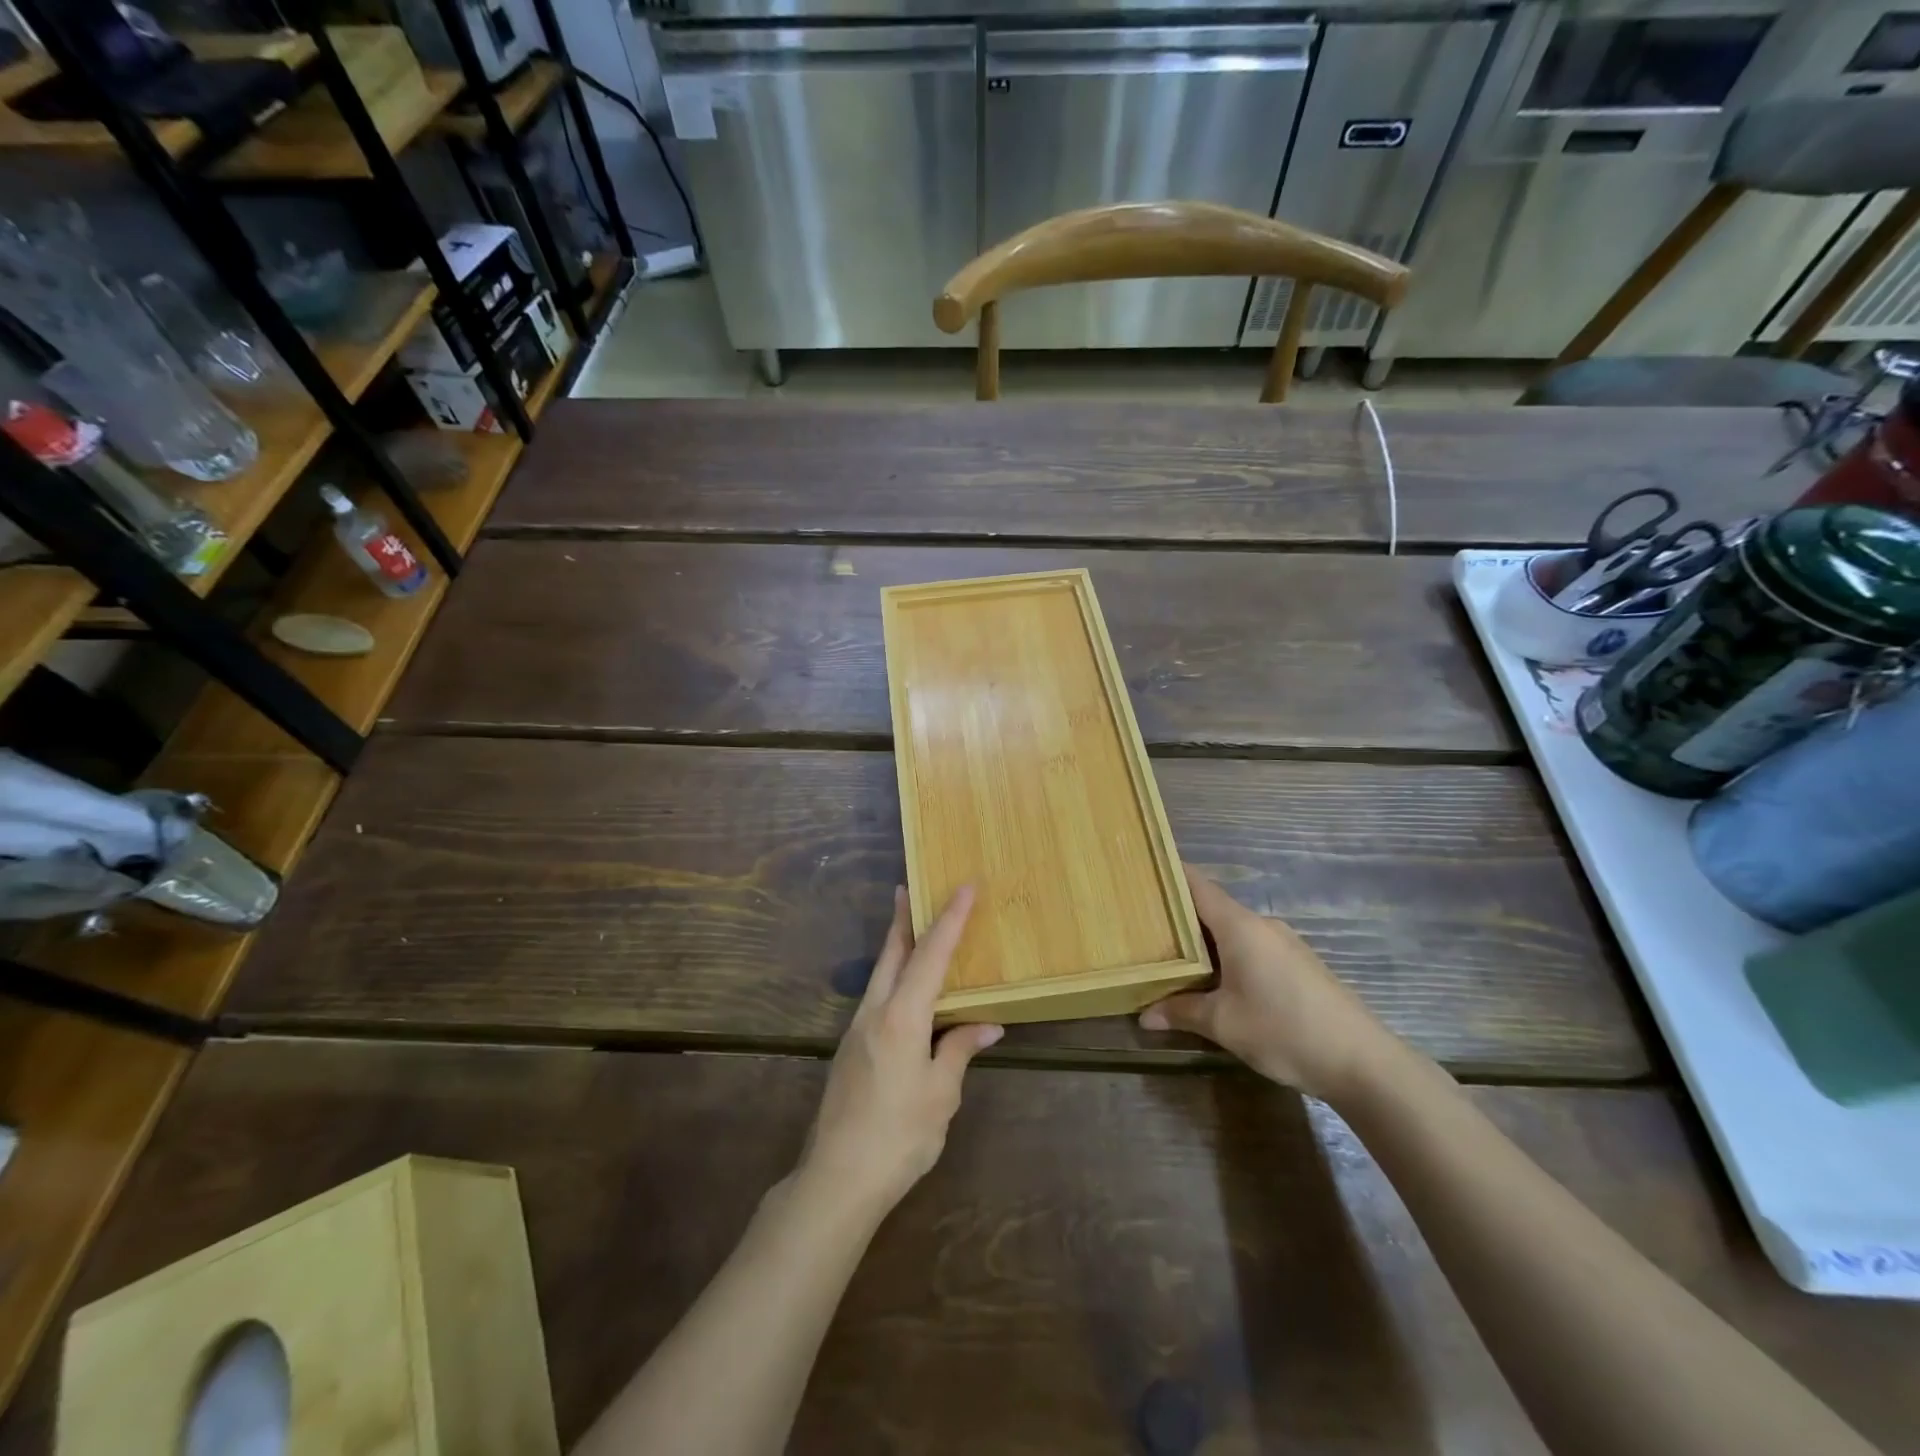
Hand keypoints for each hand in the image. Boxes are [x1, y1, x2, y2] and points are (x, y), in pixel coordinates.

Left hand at [798, 885, 1001, 1215]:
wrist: (837, 1178)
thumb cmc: (899, 1135)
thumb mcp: (941, 1094)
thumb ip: (960, 1050)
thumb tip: (988, 1024)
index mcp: (902, 1016)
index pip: (930, 955)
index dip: (950, 919)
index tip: (964, 887)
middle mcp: (875, 1011)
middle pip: (892, 952)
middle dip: (903, 917)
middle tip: (910, 887)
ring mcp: (857, 1028)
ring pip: (880, 973)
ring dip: (896, 945)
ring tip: (911, 927)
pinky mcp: (850, 1048)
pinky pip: (876, 996)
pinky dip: (893, 976)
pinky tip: (904, 990)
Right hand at [1140, 866, 1397, 1102]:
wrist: (1363, 1062)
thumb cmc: (1284, 1030)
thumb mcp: (1223, 1024)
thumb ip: (1181, 1012)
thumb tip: (1144, 1016)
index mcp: (1240, 926)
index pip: (1197, 884)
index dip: (1169, 875)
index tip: (1141, 873)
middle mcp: (1262, 925)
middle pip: (1212, 908)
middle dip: (1179, 917)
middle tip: (1143, 927)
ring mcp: (1284, 944)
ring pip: (1233, 931)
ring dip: (1204, 942)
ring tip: (1171, 957)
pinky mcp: (1298, 965)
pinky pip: (1252, 948)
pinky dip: (1228, 956)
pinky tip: (1215, 981)